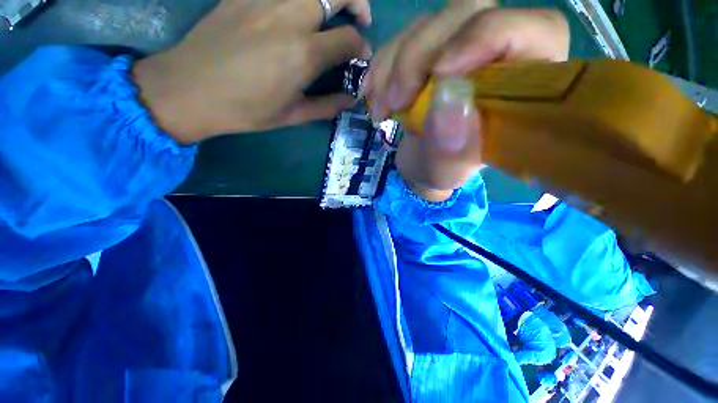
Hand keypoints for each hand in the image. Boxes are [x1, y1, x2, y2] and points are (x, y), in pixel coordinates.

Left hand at [133, 0, 371, 143]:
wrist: (190, 89)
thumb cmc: (246, 110)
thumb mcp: (293, 116)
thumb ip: (327, 106)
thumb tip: (352, 99)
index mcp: (303, 54)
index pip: (349, 39)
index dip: (363, 47)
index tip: (362, 57)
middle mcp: (289, 17)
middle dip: (358, 1)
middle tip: (359, 20)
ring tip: (333, 11)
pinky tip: (298, 10)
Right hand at [364, 7, 568, 200]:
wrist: (420, 163)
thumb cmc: (442, 171)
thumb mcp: (448, 169)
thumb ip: (453, 146)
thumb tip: (447, 99)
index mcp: (525, 86)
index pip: (532, 29)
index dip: (484, 36)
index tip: (437, 74)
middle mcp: (498, 55)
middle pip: (467, 14)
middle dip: (419, 57)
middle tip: (396, 102)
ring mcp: (461, 47)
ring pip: (429, 24)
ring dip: (394, 67)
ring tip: (382, 110)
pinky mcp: (431, 50)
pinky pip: (403, 39)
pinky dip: (382, 66)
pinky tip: (374, 95)